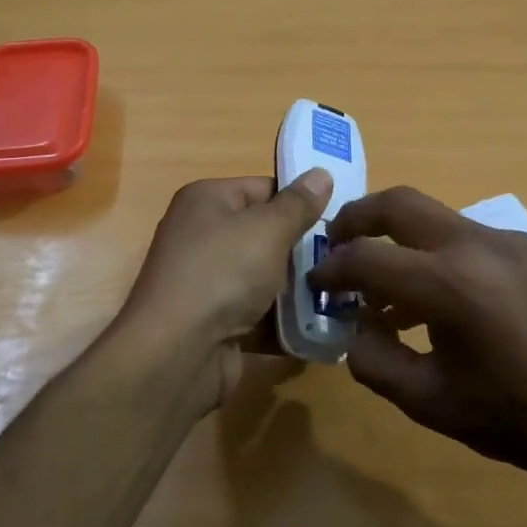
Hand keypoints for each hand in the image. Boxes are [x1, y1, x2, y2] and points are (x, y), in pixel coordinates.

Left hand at [112, 170, 331, 417]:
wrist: (178, 352)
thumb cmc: (222, 272)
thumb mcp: (268, 228)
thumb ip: (299, 204)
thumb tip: (321, 173)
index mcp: (207, 201)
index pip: (263, 189)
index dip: (301, 201)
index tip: (341, 218)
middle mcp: (203, 237)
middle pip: (266, 235)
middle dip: (305, 249)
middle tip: (348, 258)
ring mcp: (208, 283)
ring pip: (266, 279)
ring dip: (300, 289)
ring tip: (346, 292)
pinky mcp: (217, 324)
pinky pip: (260, 316)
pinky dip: (287, 322)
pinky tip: (325, 326)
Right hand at [308, 186, 526, 498]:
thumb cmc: (518, 418)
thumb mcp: (430, 403)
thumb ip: (375, 362)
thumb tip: (354, 330)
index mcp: (449, 284)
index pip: (366, 257)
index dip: (331, 269)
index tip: (316, 284)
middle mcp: (477, 245)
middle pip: (399, 203)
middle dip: (358, 218)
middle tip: (337, 245)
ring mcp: (510, 242)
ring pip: (436, 218)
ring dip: (400, 240)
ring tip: (387, 290)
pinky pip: (469, 238)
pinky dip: (438, 254)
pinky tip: (441, 300)